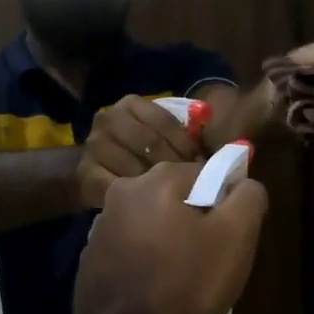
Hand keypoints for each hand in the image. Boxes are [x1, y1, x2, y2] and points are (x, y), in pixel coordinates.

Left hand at [74, 161, 268, 313]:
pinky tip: (157, 289)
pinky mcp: (92, 257)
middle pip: (178, 197)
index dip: (226, 204)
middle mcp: (124, 191)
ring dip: (171, 240)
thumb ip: (248, 198)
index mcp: (158, 179)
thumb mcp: (236, 237)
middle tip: (211, 259)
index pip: (208, 174)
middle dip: (197, 221)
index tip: (232, 237)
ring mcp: (102, 225)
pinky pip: (133, 249)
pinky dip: (148, 260)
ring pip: (154, 223)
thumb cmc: (186, 284)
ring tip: (184, 279)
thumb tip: (246, 182)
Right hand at [77, 95, 200, 208]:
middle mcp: (108, 119)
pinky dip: (132, 199)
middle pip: (150, 144)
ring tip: (172, 198)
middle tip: (189, 186)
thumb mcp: (169, 138)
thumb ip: (192, 136)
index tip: (198, 165)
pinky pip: (113, 188)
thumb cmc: (146, 155)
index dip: (186, 146)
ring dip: (156, 186)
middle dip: (173, 167)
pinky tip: (146, 208)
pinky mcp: (85, 173)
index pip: (165, 123)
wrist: (104, 174)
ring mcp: (94, 146)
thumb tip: (228, 146)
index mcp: (131, 105)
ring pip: (134, 168)